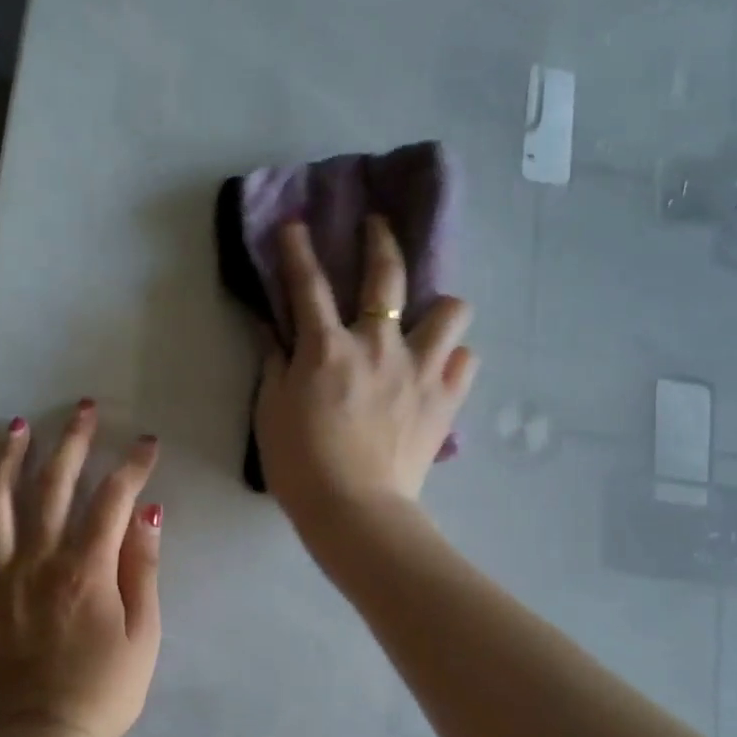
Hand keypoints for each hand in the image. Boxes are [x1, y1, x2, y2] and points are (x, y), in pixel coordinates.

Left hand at [0, 402, 162, 736]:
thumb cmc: (104, 691)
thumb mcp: (144, 635)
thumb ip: (143, 568)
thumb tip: (147, 512)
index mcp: (86, 571)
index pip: (113, 500)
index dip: (132, 466)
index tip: (147, 444)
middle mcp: (37, 563)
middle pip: (53, 487)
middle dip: (73, 442)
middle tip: (84, 409)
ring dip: (9, 458)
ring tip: (18, 425)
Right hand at [254, 217, 476, 545]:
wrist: (354, 511)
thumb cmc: (300, 464)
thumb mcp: (270, 412)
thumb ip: (274, 364)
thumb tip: (273, 330)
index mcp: (328, 348)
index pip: (309, 285)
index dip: (298, 250)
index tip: (295, 225)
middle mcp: (378, 345)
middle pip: (386, 275)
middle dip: (379, 240)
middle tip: (376, 225)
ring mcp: (419, 370)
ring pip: (451, 311)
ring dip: (438, 306)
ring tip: (427, 316)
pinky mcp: (445, 400)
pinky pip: (466, 361)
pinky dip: (454, 359)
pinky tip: (440, 368)